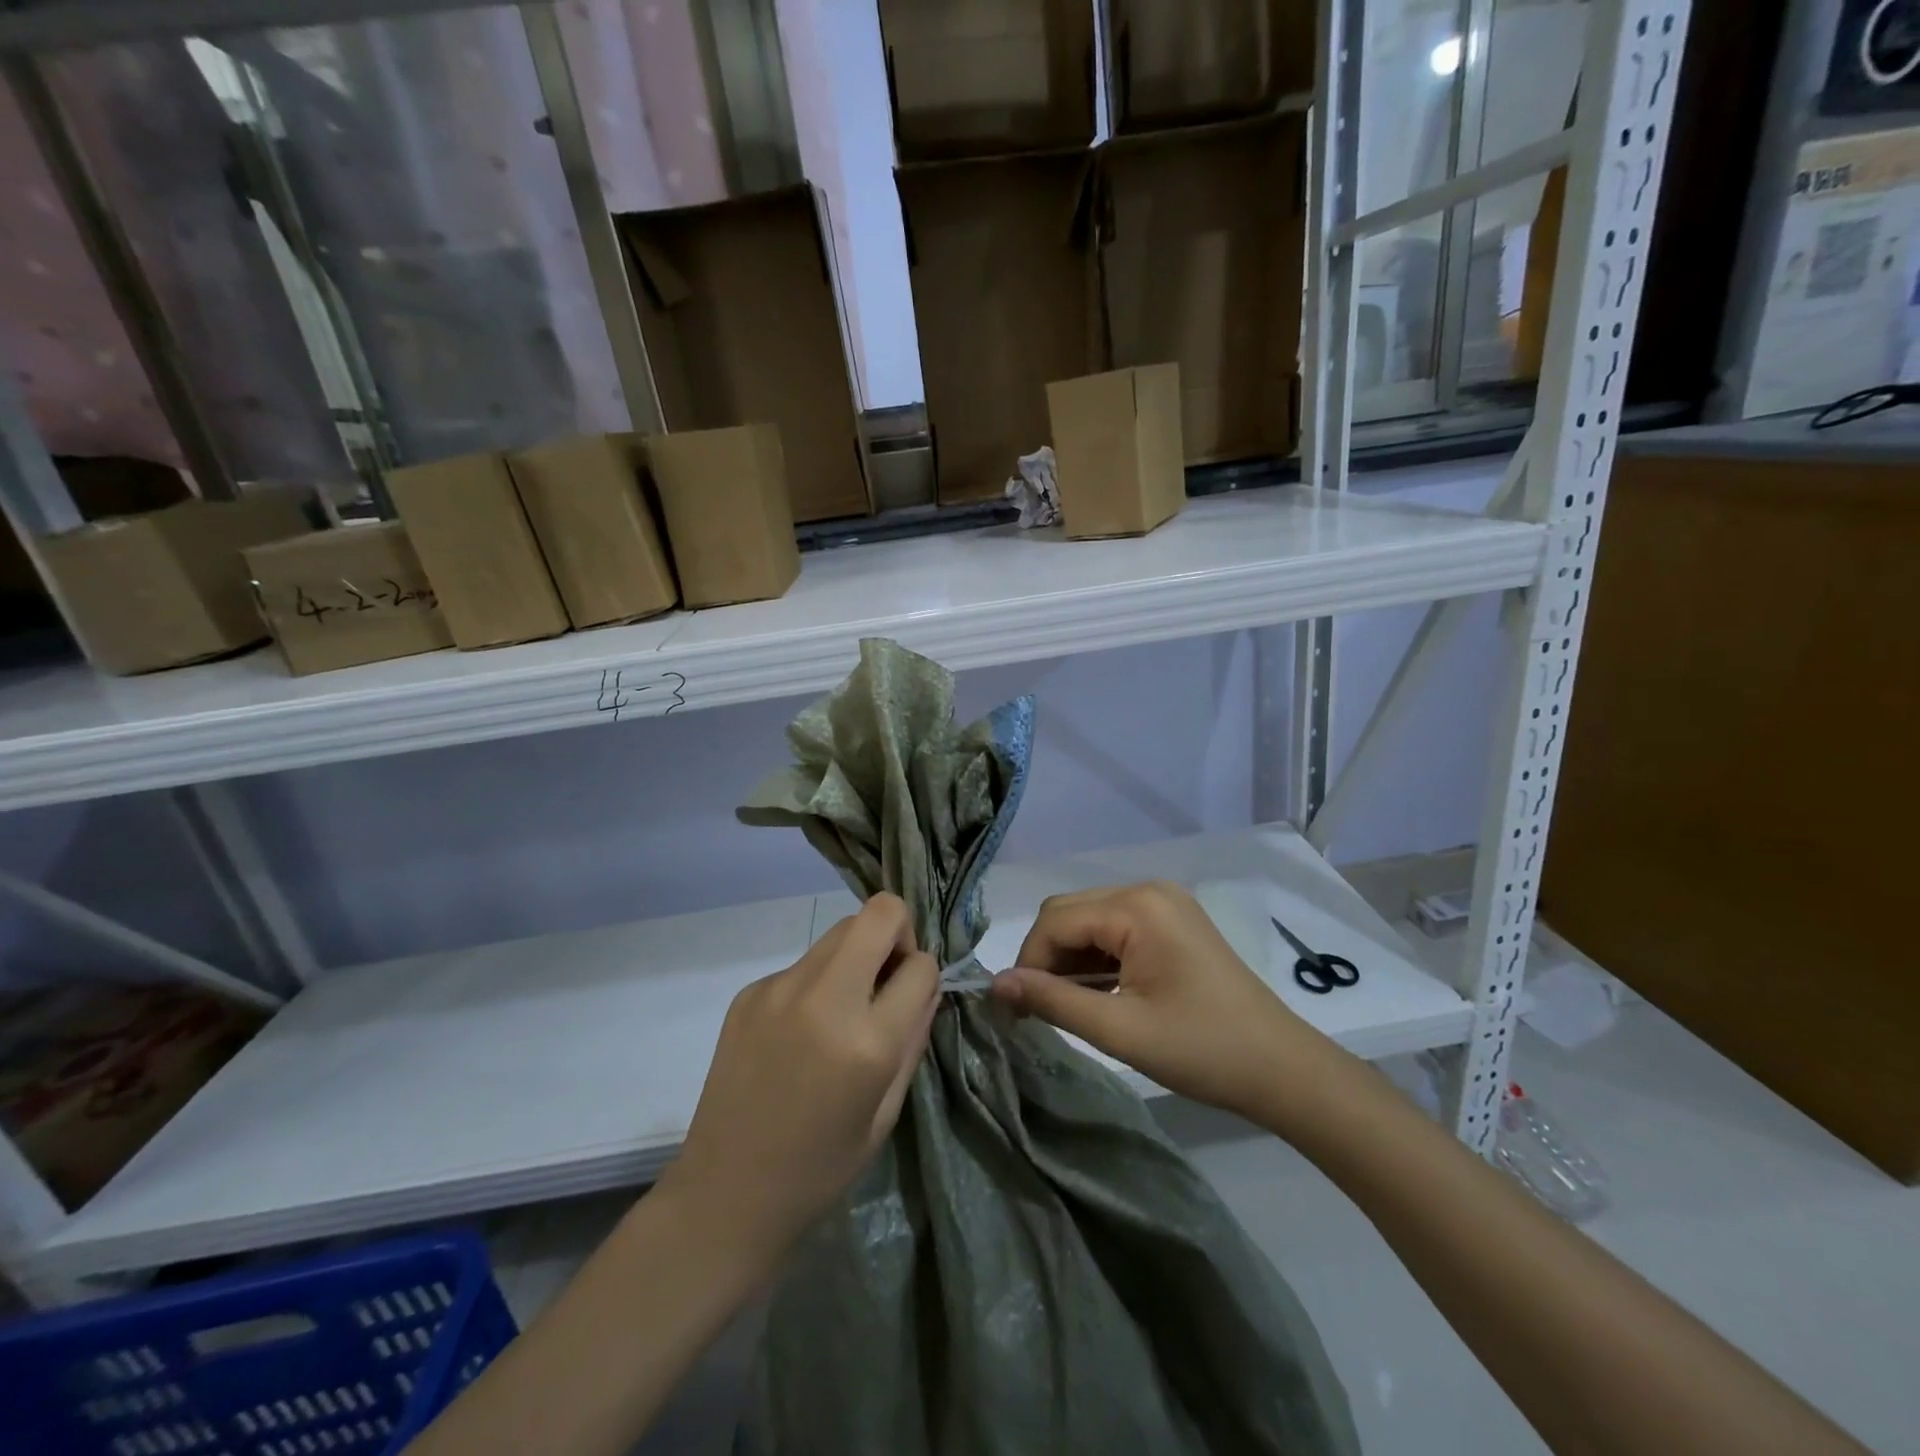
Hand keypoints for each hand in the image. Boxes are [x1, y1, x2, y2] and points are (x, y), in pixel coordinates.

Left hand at [662, 894, 937, 1265]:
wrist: (726, 1193)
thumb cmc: (820, 1167)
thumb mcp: (886, 1112)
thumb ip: (913, 1037)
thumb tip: (926, 984)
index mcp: (866, 1042)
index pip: (921, 965)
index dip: (925, 976)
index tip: (913, 998)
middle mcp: (823, 998)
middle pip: (878, 914)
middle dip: (897, 934)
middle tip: (887, 980)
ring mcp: (779, 988)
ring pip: (839, 931)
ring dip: (857, 954)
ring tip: (845, 1008)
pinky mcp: (750, 991)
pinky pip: (804, 963)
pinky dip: (818, 981)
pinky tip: (801, 1033)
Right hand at [992, 881, 1333, 1119]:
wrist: (1282, 1068)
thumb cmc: (1203, 1050)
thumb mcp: (1120, 1030)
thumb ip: (1053, 1001)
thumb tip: (995, 984)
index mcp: (1136, 906)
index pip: (1056, 920)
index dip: (1028, 961)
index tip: (1016, 1010)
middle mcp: (1147, 889)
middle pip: (1070, 912)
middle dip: (1047, 958)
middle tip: (1040, 1010)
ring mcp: (1163, 902)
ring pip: (1090, 920)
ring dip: (1071, 960)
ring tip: (1070, 1007)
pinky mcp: (1172, 921)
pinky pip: (1115, 929)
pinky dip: (1097, 959)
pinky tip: (1100, 993)